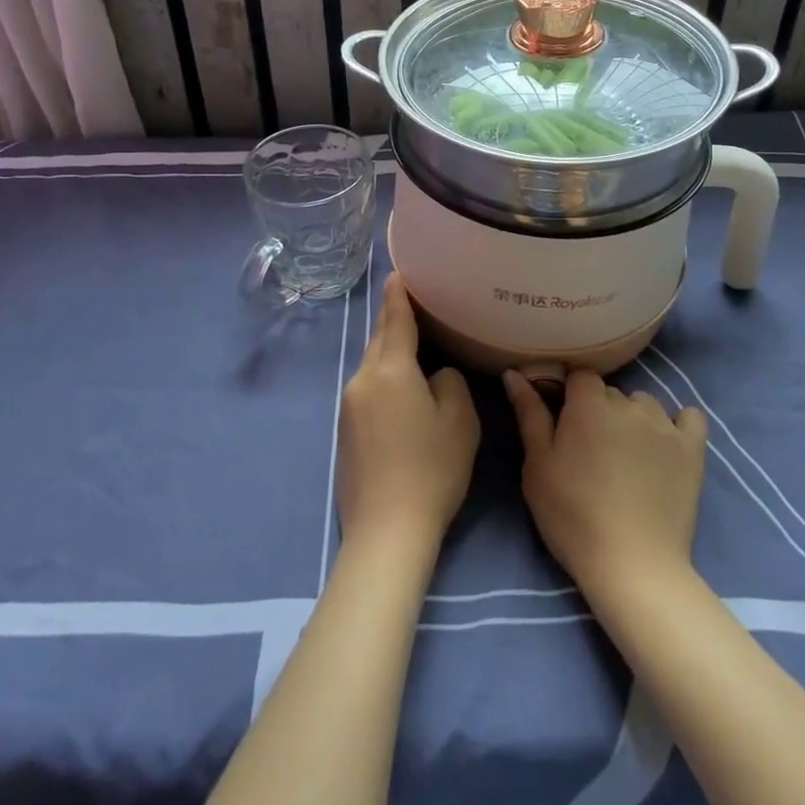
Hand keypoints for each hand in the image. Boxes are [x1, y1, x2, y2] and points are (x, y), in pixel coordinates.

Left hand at [336, 274, 479, 552]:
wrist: (386, 531)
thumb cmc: (431, 469)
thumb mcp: (460, 421)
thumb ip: (449, 383)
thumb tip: (434, 376)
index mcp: (390, 370)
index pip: (394, 320)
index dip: (398, 295)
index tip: (398, 273)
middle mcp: (362, 380)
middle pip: (379, 341)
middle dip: (394, 323)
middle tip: (416, 310)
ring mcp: (348, 407)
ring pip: (372, 367)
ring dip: (390, 355)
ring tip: (415, 351)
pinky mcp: (344, 432)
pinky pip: (367, 390)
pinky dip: (384, 381)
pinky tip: (401, 396)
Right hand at [503, 369, 707, 594]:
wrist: (632, 565)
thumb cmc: (573, 515)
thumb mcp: (538, 466)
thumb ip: (529, 414)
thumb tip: (514, 374)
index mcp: (589, 404)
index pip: (580, 376)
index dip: (571, 395)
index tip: (565, 421)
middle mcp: (629, 404)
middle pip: (611, 392)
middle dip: (600, 411)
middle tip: (591, 450)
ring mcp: (665, 425)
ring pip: (645, 404)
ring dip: (634, 418)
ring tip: (627, 455)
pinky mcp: (692, 449)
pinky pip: (690, 417)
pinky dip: (678, 424)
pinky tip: (666, 445)